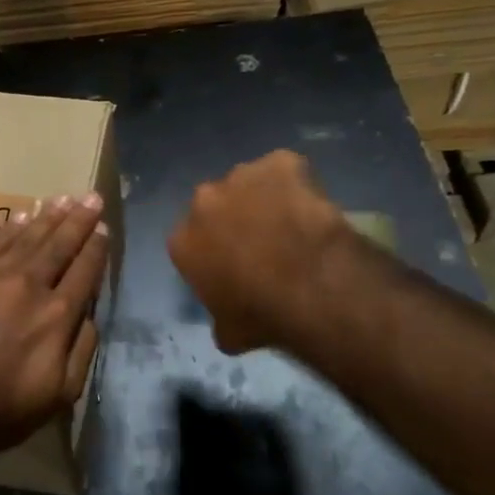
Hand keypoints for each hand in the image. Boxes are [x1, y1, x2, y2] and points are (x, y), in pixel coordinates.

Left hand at [0, 193, 109, 470]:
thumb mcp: (61, 393)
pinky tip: (23, 215)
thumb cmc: (4, 408)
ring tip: (64, 198)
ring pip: (28, 237)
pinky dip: (11, 227)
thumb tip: (89, 315)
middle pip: (59, 244)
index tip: (103, 228)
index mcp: (57, 314)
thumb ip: (83, 350)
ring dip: (49, 216)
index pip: (84, 270)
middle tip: (92, 197)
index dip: (96, 247)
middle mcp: (29, 286)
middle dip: (79, 220)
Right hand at [168, 151, 349, 354]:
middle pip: (215, 205)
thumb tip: (227, 324)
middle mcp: (203, 200)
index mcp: (183, 239)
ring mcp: (242, 175)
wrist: (310, 285)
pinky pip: (287, 170)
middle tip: (263, 243)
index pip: (190, 242)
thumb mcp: (229, 332)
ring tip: (292, 224)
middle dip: (233, 218)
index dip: (213, 252)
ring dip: (263, 198)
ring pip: (250, 183)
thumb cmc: (262, 314)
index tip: (234, 266)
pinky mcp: (281, 162)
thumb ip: (219, 317)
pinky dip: (298, 183)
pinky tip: (312, 206)